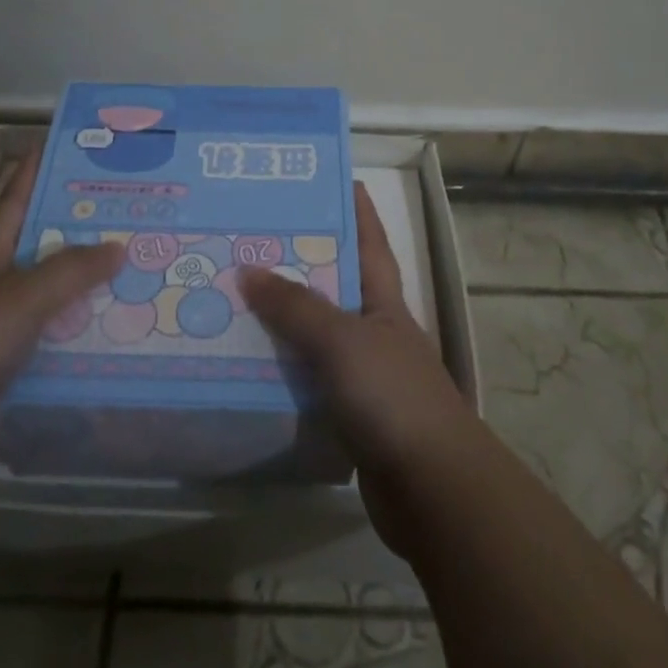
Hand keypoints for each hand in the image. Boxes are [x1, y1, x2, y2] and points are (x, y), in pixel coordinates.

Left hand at [0, 151, 121, 488]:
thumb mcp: (20, 299)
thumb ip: (69, 272)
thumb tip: (119, 246)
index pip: (13, 205)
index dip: (29, 174)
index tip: (54, 146)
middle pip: (41, 254)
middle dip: (78, 236)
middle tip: (129, 220)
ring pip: (52, 306)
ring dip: (87, 296)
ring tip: (138, 282)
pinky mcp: (4, 378)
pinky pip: (52, 352)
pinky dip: (79, 347)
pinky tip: (113, 346)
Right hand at [241, 182, 479, 554]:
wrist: (432, 489)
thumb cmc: (392, 396)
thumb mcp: (342, 340)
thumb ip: (295, 307)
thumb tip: (247, 270)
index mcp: (384, 302)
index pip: (370, 242)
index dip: (358, 209)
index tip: (337, 178)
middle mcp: (376, 332)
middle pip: (335, 287)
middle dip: (300, 263)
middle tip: (251, 240)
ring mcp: (365, 376)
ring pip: (316, 337)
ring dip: (283, 321)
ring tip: (234, 298)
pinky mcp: (350, 416)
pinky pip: (308, 382)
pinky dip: (283, 372)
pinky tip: (247, 366)